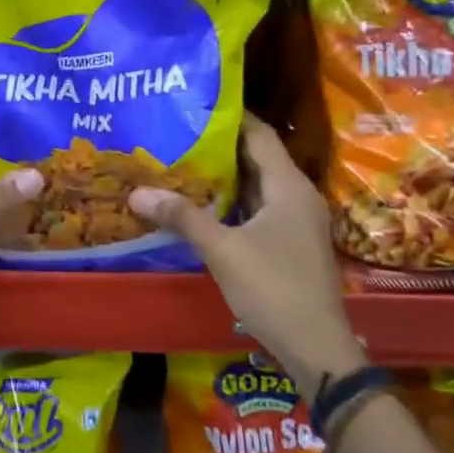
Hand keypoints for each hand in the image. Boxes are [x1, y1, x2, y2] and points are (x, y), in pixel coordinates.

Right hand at [130, 113, 362, 396]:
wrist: (316, 347)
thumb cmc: (273, 288)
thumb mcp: (222, 250)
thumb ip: (182, 218)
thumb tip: (137, 193)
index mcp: (288, 186)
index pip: (259, 134)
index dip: (230, 117)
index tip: (194, 105)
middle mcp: (297, 196)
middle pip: (258, 158)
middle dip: (219, 146)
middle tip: (178, 134)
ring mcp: (297, 221)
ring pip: (257, 186)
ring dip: (224, 176)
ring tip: (183, 163)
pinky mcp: (291, 243)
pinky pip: (259, 209)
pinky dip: (233, 202)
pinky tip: (203, 206)